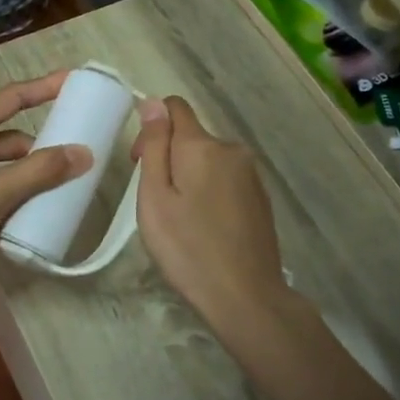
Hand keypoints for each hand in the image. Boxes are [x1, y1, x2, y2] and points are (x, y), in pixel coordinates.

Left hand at [0, 72, 91, 281]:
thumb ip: (39, 172)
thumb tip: (84, 153)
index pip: (7, 99)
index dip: (41, 88)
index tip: (72, 81)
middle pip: (5, 139)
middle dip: (37, 149)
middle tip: (71, 159)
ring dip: (24, 179)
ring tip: (56, 192)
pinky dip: (8, 202)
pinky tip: (27, 219)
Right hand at [132, 96, 291, 339]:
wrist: (245, 296)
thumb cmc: (187, 248)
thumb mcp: (154, 197)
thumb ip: (154, 146)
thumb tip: (152, 103)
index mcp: (202, 145)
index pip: (174, 107)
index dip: (151, 126)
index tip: (139, 162)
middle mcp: (232, 150)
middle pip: (191, 137)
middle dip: (169, 157)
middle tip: (155, 203)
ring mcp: (251, 175)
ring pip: (208, 160)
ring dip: (189, 177)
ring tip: (180, 220)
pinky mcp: (261, 198)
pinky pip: (225, 180)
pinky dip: (209, 193)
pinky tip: (204, 228)